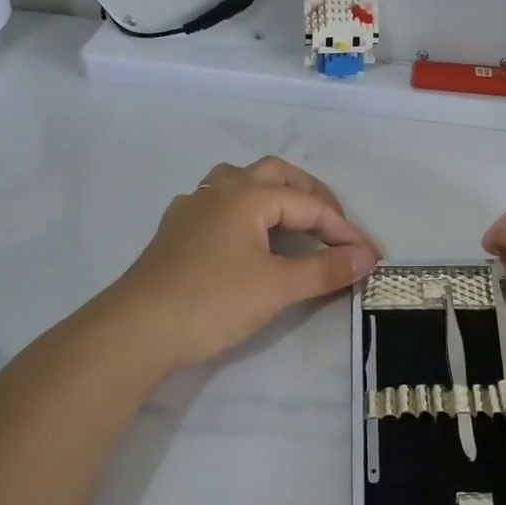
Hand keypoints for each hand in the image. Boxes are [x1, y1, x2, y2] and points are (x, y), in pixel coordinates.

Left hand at [101, 157, 379, 372]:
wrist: (136, 330)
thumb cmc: (212, 302)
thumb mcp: (277, 287)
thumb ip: (325, 269)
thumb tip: (366, 258)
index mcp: (247, 195)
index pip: (309, 205)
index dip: (343, 230)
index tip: (369, 256)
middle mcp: (220, 190)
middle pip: (275, 174)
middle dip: (311, 196)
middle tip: (334, 225)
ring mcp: (193, 207)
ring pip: (241, 181)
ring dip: (274, 193)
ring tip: (293, 218)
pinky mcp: (176, 230)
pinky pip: (219, 202)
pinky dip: (245, 210)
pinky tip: (246, 234)